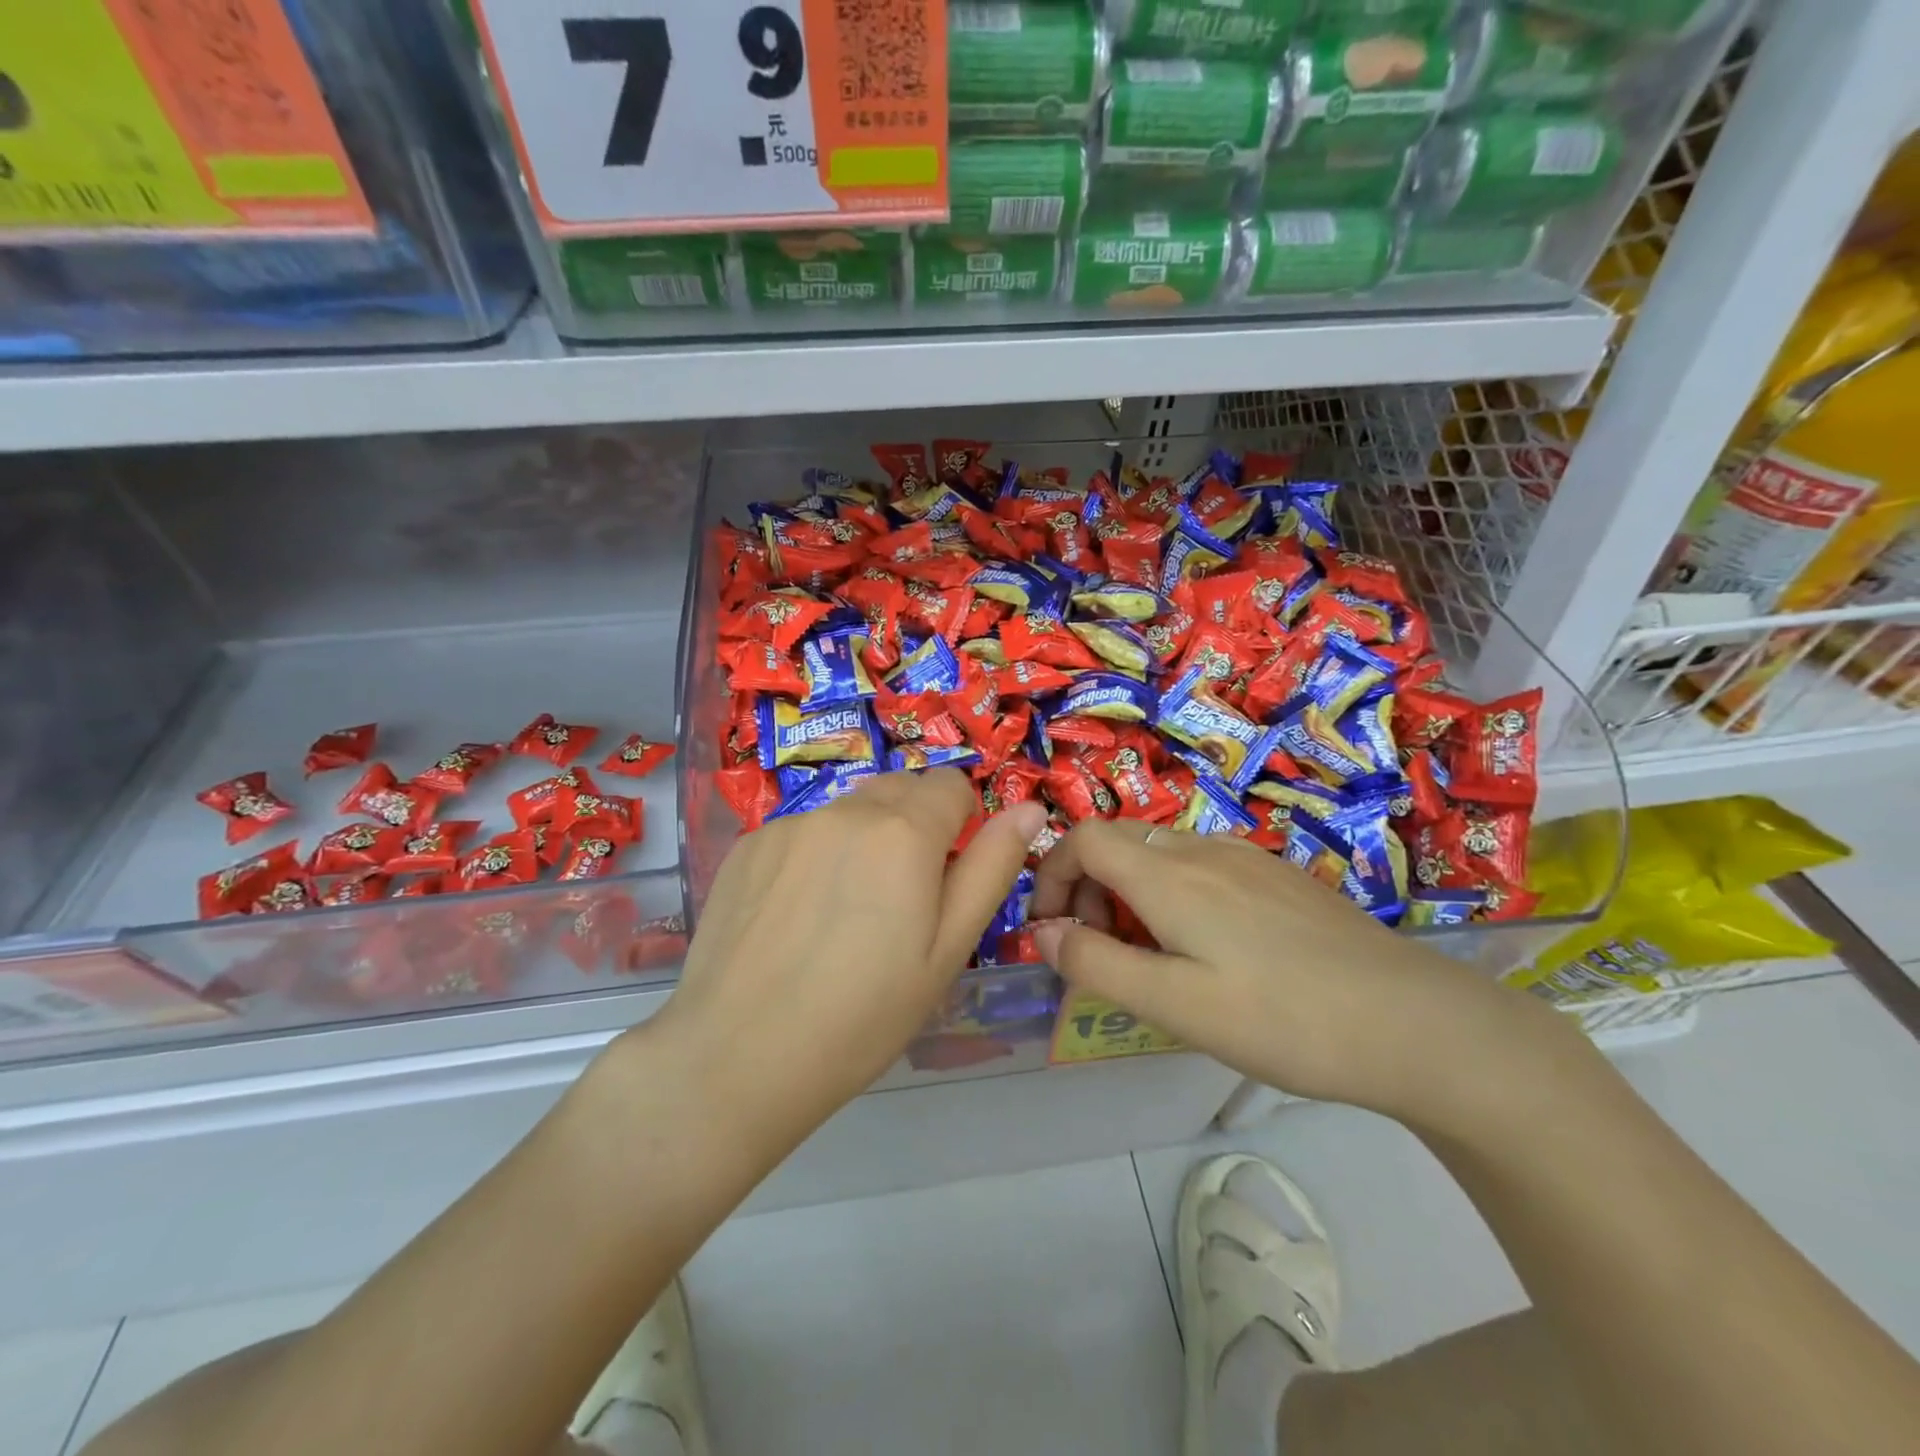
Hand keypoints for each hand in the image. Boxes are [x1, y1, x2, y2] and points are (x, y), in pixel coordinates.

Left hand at [639, 769, 1045, 1155]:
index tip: (946, 874)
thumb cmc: (864, 1015)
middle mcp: (845, 810)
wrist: (738, 1057)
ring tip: (843, 914)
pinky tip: (796, 917)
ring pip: (848, 812)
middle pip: (899, 790)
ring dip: (862, 840)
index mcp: (903, 831)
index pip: (950, 784)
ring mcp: (788, 824)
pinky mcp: (747, 846)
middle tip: (901, 900)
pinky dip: (814, 856)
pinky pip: (802, 832)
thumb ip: (991, 868)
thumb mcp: (948, 950)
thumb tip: (1028, 808)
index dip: (960, 822)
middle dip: (914, 826)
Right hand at [1028, 821, 1539, 1114]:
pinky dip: (1173, 892)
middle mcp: (1203, 849)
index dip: (1050, 874)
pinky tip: (1208, 948)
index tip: (1051, 929)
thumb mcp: (1174, 1005)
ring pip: (1160, 853)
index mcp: (1169, 874)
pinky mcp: (1279, 877)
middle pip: (1118, 842)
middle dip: (1087, 887)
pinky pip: (1202, 865)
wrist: (1415, 1024)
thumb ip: (1096, 964)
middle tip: (1100, 951)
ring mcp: (1247, 858)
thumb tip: (1043, 933)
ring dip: (1130, 892)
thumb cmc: (1282, 1019)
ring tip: (1151, 956)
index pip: (1082, 838)